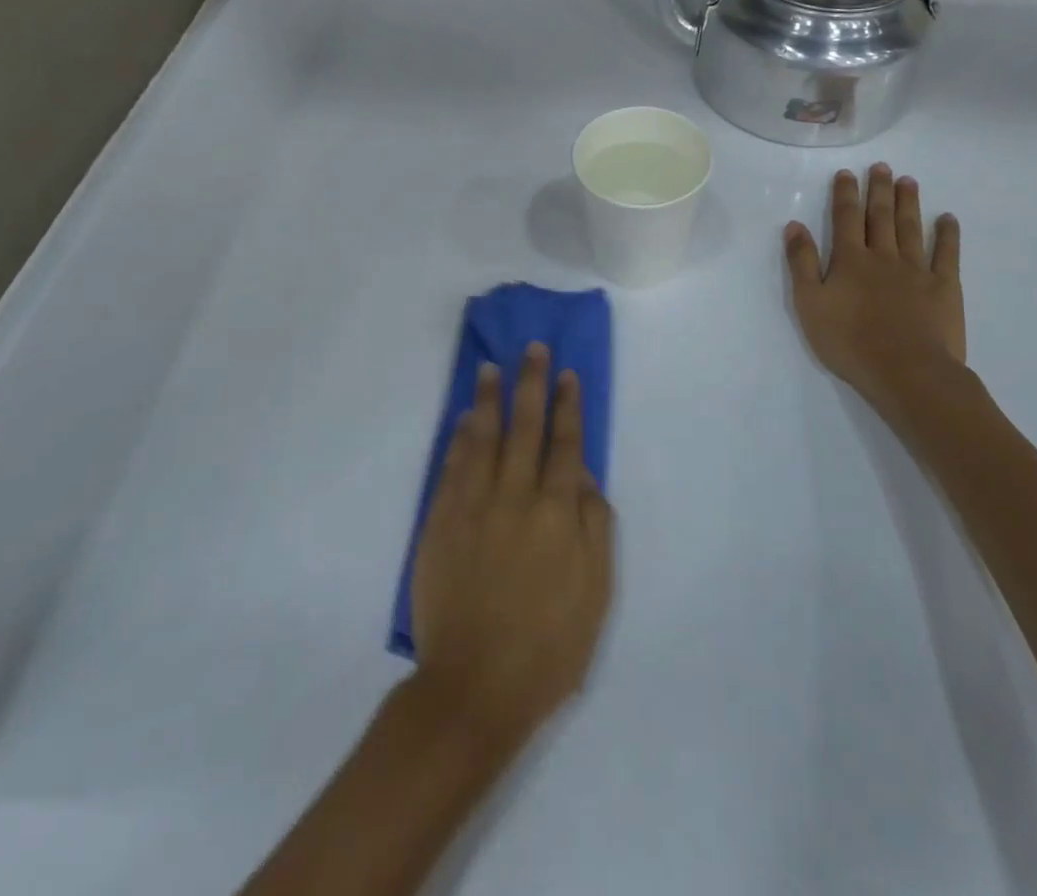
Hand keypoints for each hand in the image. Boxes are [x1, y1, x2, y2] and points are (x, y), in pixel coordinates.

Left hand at [410, 345, 613, 755]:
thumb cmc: (548, 646)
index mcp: (557, 513)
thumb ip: (595, 527)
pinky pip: (451, 467)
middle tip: (532, 349)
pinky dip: (458, 439)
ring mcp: (473, 506)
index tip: (568, 373)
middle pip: (526, 427)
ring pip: (483, 437)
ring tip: (490, 367)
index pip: (565, 444)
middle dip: (531, 384)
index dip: (568, 405)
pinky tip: (461, 418)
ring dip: (489, 399)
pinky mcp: (440, 522)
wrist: (474, 687)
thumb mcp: (596, 593)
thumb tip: (586, 476)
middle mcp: (515, 497)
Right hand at [784, 165, 965, 418]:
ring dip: (908, 203)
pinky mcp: (944, 288)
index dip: (845, 194)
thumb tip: (795, 225)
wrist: (906, 371)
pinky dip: (947, 235)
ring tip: (908, 181)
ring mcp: (917, 270)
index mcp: (849, 260)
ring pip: (910, 229)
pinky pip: (947, 255)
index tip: (847, 173)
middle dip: (879, 190)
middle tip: (882, 166)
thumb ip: (801, 263)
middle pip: (880, 217)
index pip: (845, 218)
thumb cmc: (849, 341)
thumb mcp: (809, 303)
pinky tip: (947, 219)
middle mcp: (883, 256)